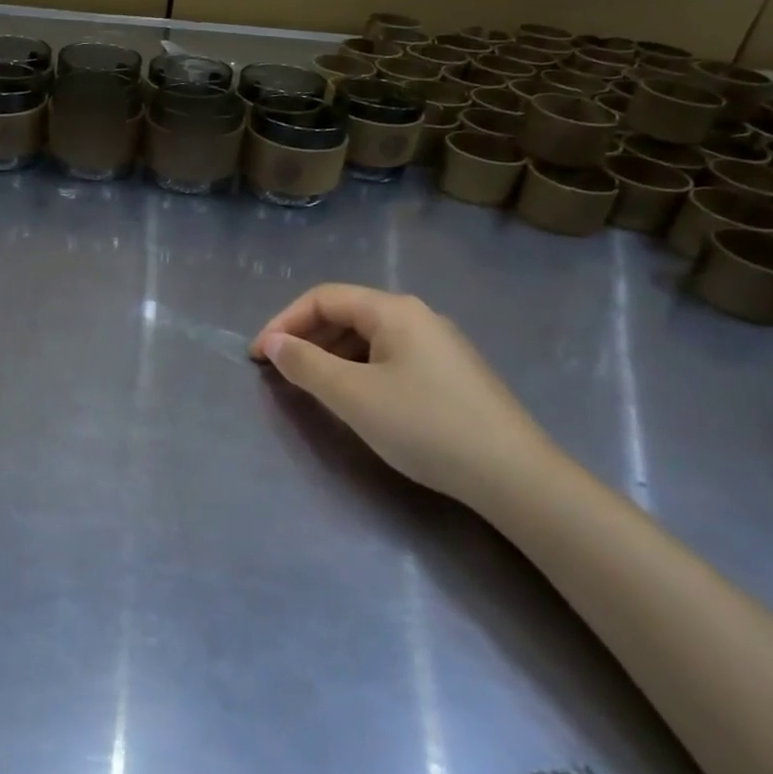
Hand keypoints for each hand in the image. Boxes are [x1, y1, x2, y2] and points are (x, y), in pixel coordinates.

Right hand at [251, 284, 561, 505]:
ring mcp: (438, 344)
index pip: (323, 298)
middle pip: (346, 313)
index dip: (284, 322)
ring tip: (311, 387)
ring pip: (368, 337)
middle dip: (306, 338)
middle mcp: (417, 316)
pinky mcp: (449, 373)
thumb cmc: (425, 426)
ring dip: (331, 355)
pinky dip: (358, 369)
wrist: (513, 475)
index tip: (258, 357)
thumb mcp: (353, 396)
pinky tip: (355, 399)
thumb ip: (306, 365)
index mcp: (394, 310)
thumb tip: (273, 343)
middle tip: (280, 372)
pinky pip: (389, 357)